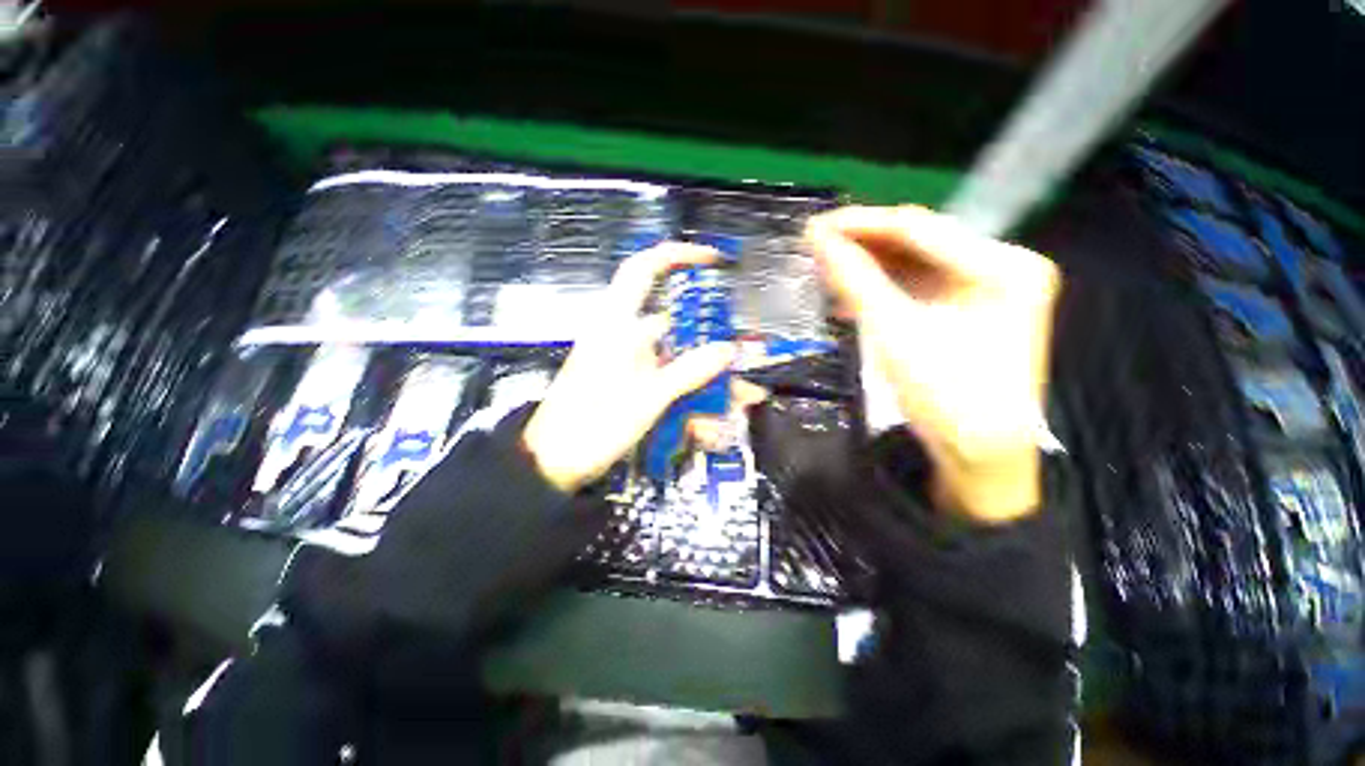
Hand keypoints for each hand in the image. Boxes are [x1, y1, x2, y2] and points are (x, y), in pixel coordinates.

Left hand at [523, 243, 737, 492]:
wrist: (554, 463)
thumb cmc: (594, 423)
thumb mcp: (647, 398)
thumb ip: (688, 371)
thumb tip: (728, 349)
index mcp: (618, 324)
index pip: (644, 269)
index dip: (678, 256)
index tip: (714, 260)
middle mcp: (626, 336)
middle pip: (677, 322)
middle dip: (713, 338)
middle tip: (743, 351)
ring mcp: (631, 363)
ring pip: (679, 358)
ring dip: (709, 378)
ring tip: (741, 399)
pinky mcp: (633, 385)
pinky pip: (671, 383)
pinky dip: (693, 399)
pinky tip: (711, 425)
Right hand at [804, 205, 1060, 522]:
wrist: (980, 455)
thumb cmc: (946, 397)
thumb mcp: (895, 334)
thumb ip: (856, 280)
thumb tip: (818, 239)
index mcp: (1002, 266)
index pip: (918, 228)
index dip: (861, 223)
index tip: (814, 227)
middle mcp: (1004, 265)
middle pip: (920, 242)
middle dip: (864, 244)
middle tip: (816, 248)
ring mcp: (990, 286)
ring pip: (917, 262)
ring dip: (871, 266)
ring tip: (827, 269)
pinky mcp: (973, 307)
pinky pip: (921, 285)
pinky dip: (885, 287)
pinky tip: (853, 292)